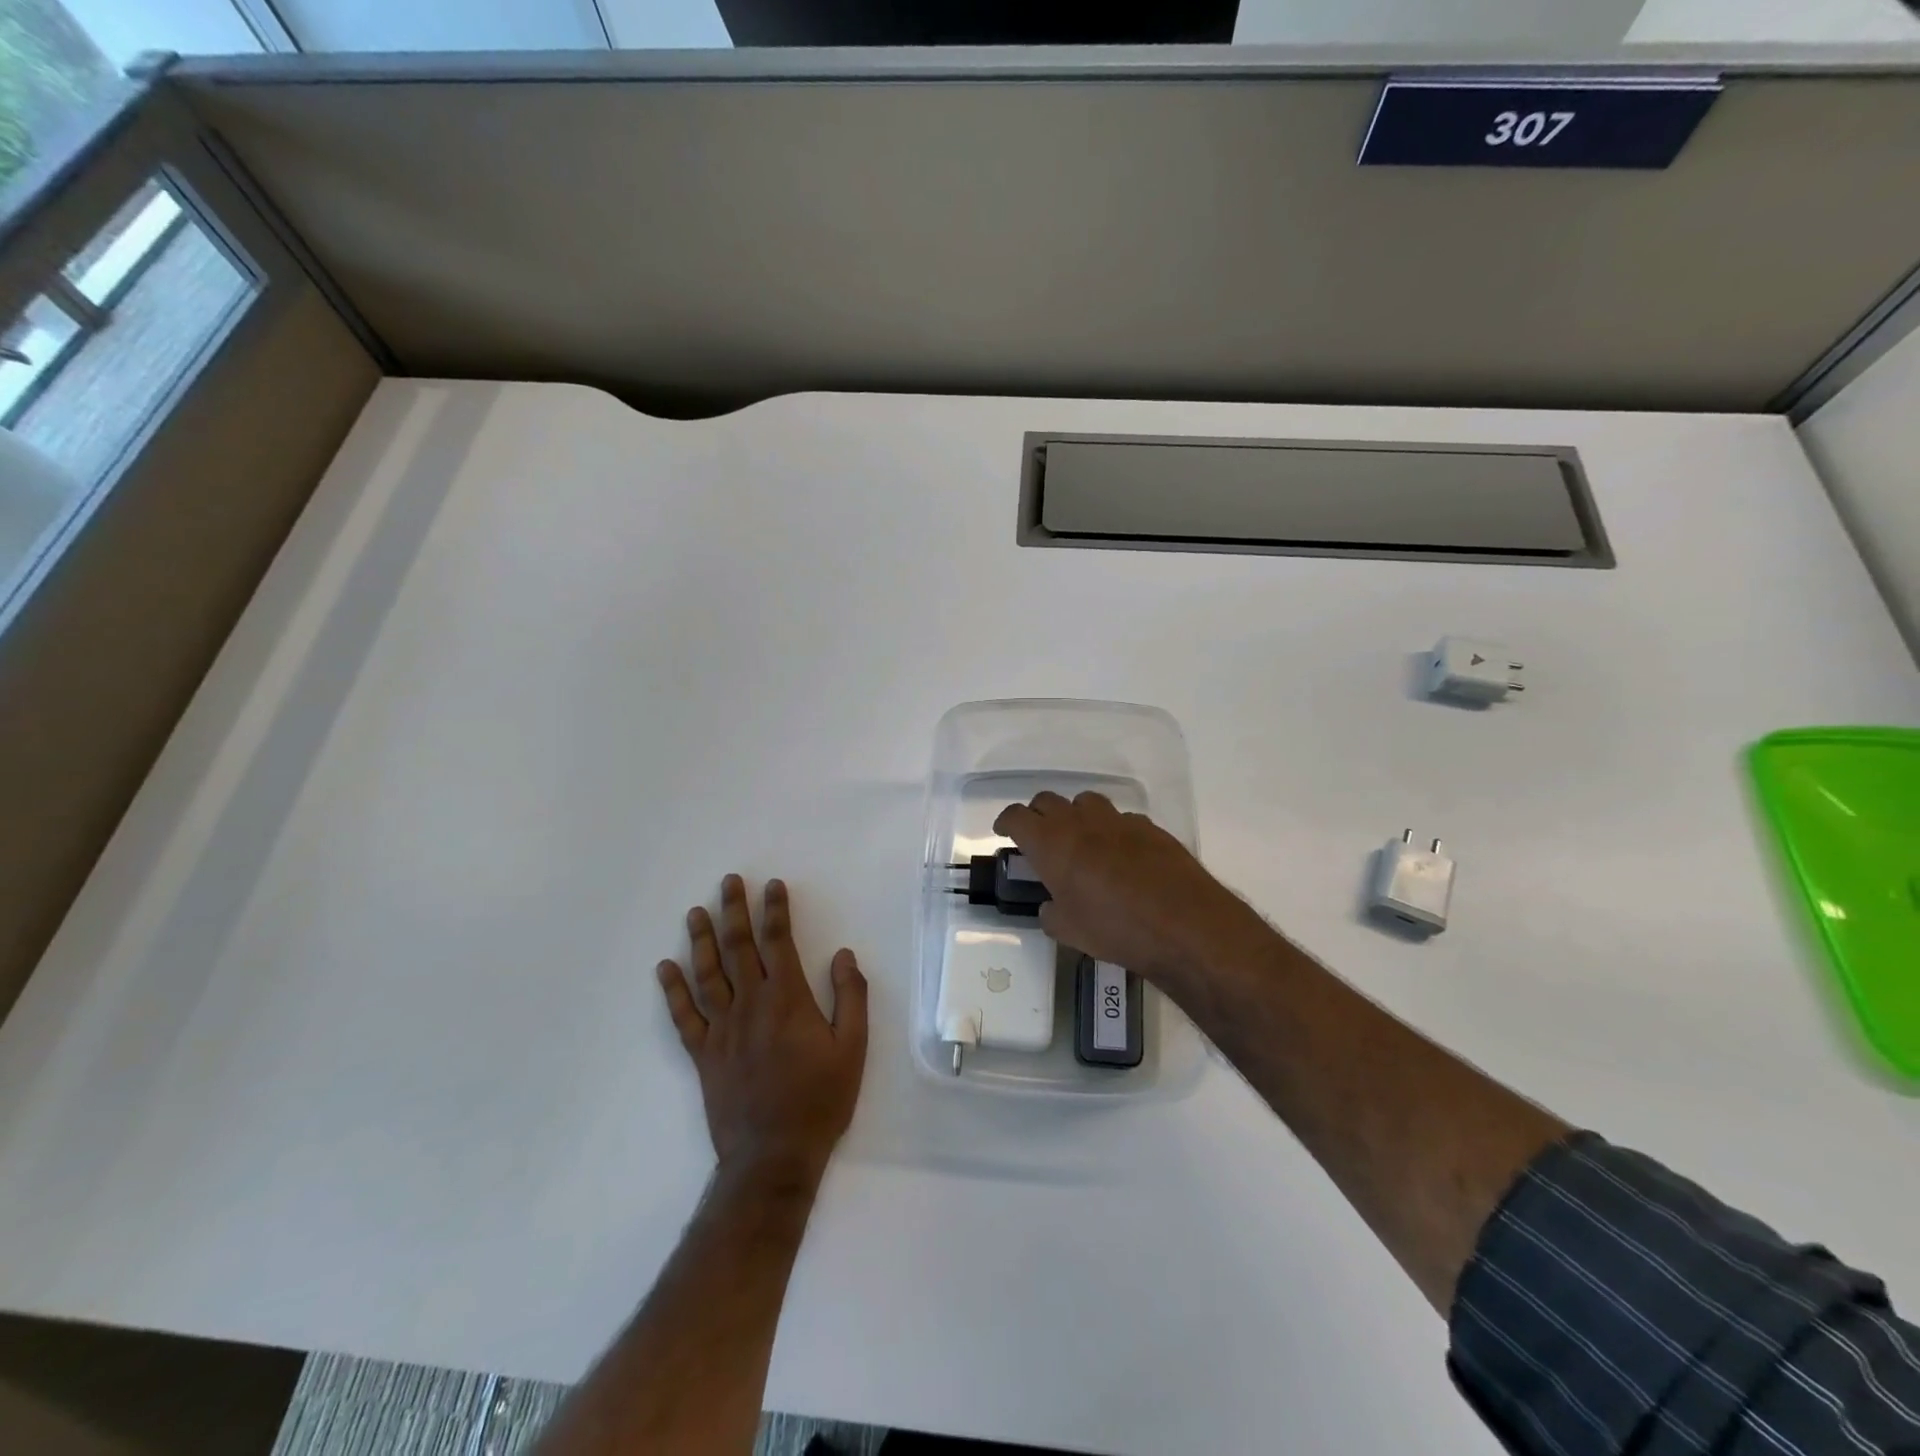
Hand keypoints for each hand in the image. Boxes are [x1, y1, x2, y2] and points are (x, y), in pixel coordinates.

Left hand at [657, 876, 867, 1187]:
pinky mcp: (703, 1054)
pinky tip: (665, 968)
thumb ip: (851, 997)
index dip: (776, 910)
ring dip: (701, 940)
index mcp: (788, 999)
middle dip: (735, 911)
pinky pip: (683, 1016)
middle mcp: (750, 1005)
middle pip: (739, 948)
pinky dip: (673, 991)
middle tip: (729, 881)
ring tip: (695, 912)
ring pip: (708, 974)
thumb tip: (843, 955)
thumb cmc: (820, 1100)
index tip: (772, 885)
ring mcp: (722, 1029)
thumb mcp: (853, 1048)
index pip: (779, 941)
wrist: (773, 1156)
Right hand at [993, 791, 1266, 983]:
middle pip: (1048, 801)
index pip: (1017, 816)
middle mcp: (1081, 822)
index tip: (1004, 831)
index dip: (1006, 821)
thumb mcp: (1069, 931)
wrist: (1184, 925)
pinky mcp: (1150, 827)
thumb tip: (1052, 906)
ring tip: (1080, 840)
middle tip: (1039, 837)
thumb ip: (1052, 913)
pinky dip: (1112, 830)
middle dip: (1038, 815)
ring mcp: (1118, 821)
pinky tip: (1122, 855)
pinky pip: (1121, 819)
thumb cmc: (1115, 929)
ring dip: (1075, 815)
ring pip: (1086, 802)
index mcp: (1052, 843)